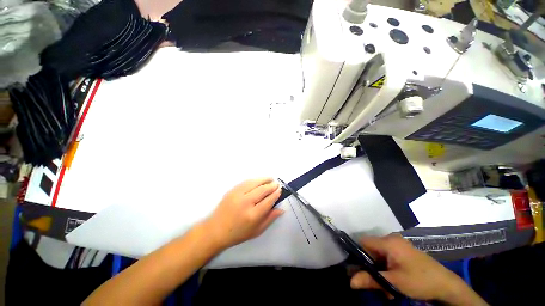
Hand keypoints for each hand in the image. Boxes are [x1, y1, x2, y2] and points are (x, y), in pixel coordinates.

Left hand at [204, 178, 282, 249]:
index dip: (275, 194)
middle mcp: (245, 203)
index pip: (268, 201)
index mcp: (252, 215)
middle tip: (277, 184)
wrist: (216, 230)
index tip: (280, 190)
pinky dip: (254, 180)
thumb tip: (281, 209)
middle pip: (262, 190)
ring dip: (264, 179)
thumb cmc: (238, 233)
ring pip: (254, 183)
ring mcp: (237, 195)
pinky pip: (246, 182)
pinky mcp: (232, 190)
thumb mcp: (256, 231)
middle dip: (271, 186)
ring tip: (271, 178)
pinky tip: (259, 180)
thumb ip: (270, 219)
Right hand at [350, 234, 487, 305]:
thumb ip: (371, 280)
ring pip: (379, 257)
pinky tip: (393, 284)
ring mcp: (398, 245)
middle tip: (375, 284)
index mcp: (388, 242)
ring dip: (380, 272)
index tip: (358, 270)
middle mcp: (391, 239)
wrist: (447, 285)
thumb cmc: (420, 281)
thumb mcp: (394, 283)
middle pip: (371, 250)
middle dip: (371, 268)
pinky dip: (387, 270)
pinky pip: (388, 258)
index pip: (363, 242)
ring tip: (387, 289)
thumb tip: (350, 281)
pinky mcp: (403, 252)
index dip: (358, 254)